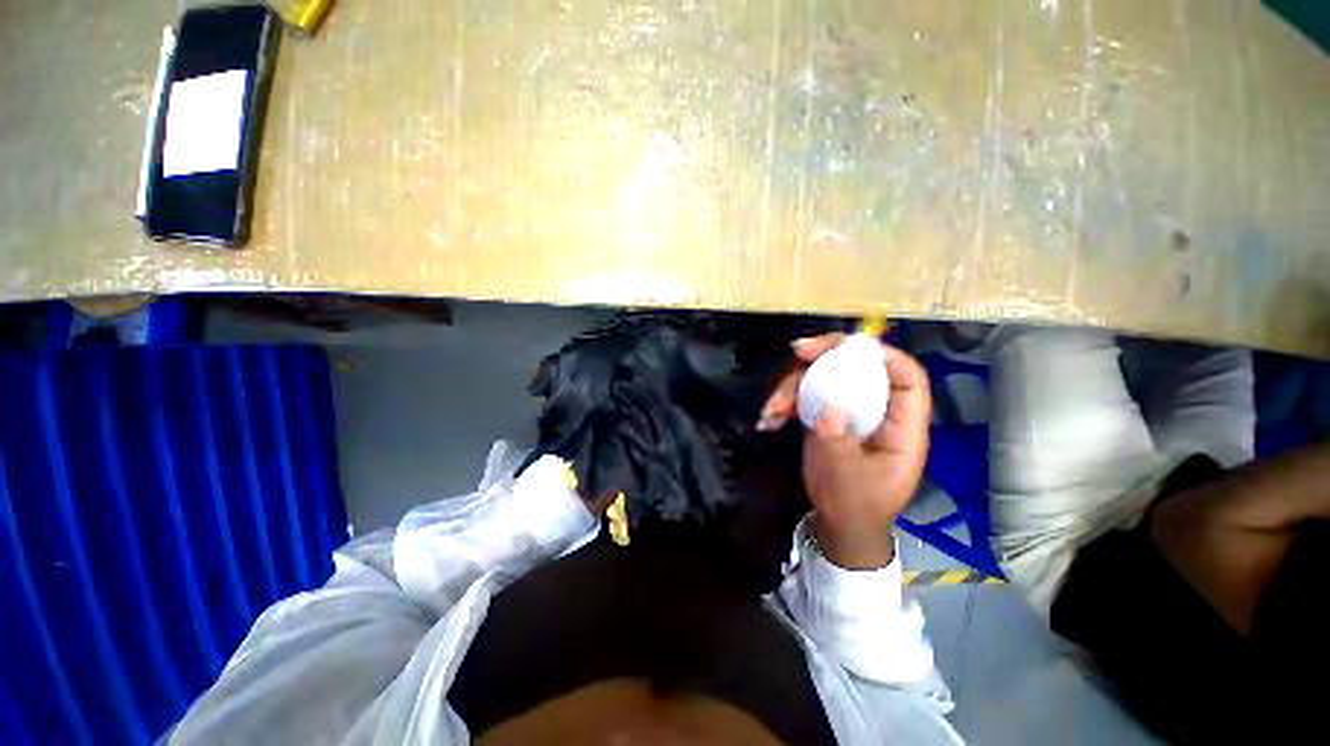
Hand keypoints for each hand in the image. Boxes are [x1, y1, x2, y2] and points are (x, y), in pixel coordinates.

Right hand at [760, 334, 931, 568]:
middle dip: (827, 355)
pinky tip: (770, 418)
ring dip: (794, 385)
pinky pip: (806, 394)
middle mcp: (877, 411)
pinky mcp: (827, 415)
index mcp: (901, 427)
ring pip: (826, 377)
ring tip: (771, 410)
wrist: (839, 524)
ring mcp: (850, 410)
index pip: (907, 379)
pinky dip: (785, 401)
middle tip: (797, 351)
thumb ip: (839, 445)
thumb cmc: (855, 507)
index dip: (883, 355)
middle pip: (860, 367)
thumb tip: (829, 409)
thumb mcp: (849, 482)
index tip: (845, 347)